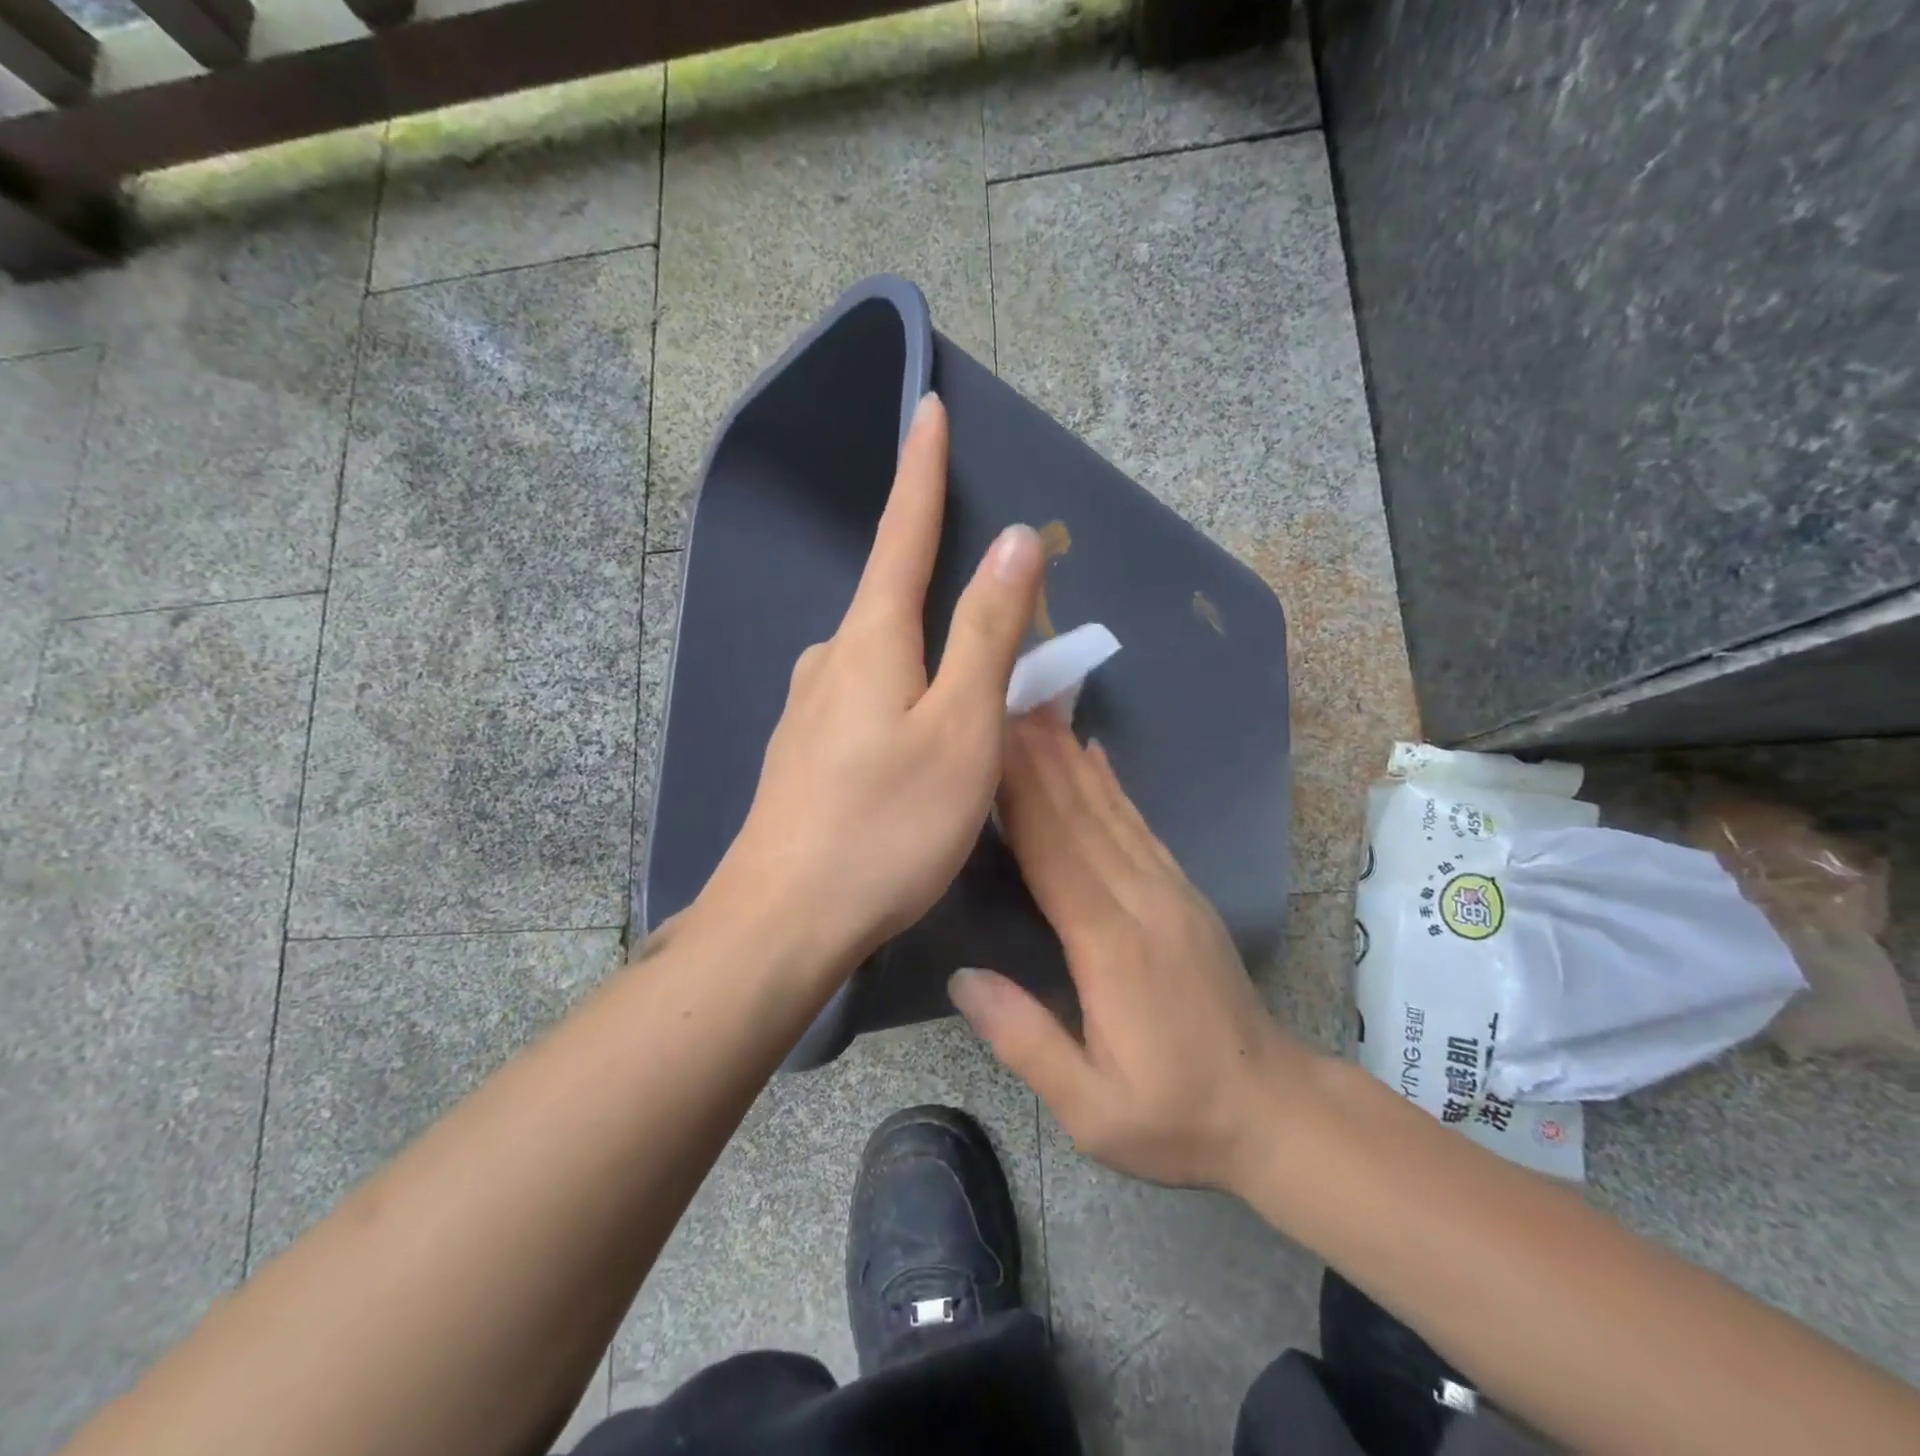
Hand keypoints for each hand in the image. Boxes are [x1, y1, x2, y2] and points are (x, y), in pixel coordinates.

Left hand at [702, 394, 1043, 965]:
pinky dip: (904, 698)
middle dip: (939, 581)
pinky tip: (917, 742)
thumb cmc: (885, 826)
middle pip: (893, 598)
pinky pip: (865, 701)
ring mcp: (808, 709)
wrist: (783, 921)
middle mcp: (829, 660)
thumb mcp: (959, 729)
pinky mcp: (803, 754)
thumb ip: (986, 633)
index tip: (928, 408)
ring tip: (968, 694)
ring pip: (881, 657)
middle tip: (998, 607)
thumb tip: (1015, 540)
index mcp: (868, 640)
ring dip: (925, 653)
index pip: (901, 532)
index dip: (922, 470)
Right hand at [949, 711, 1318, 1191]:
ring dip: (1069, 755)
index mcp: (1111, 946)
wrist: (1274, 1111)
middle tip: (1004, 697)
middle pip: (1079, 814)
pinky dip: (1111, 783)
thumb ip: (1026, 1041)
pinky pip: (1139, 824)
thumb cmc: (1174, 1117)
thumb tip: (963, 976)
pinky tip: (1093, 754)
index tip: (988, 739)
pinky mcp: (1182, 891)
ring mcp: (1168, 890)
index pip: (1054, 851)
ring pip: (1110, 809)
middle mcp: (1141, 900)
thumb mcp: (1092, 1111)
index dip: (1018, 791)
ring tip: (1038, 708)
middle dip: (1037, 754)